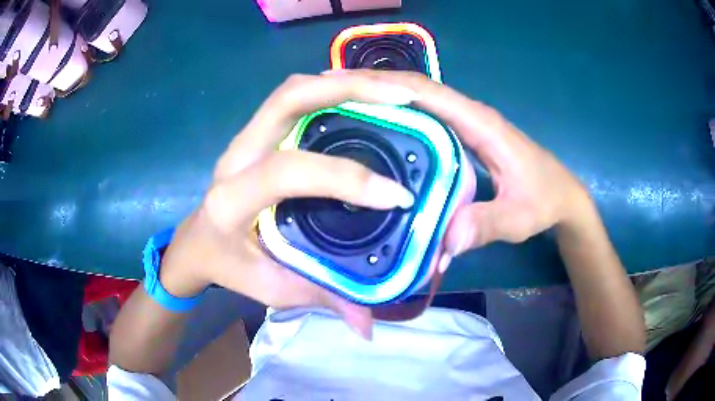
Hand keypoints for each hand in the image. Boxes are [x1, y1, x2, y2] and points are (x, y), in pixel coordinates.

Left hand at [158, 73, 419, 338]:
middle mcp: (237, 155)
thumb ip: (321, 298)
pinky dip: (333, 91)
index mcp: (232, 198)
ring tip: (391, 92)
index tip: (396, 196)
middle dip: (349, 89)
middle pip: (288, 98)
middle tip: (402, 97)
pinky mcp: (259, 133)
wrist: (195, 243)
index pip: (286, 172)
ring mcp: (247, 136)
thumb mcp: (270, 288)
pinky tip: (365, 100)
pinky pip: (297, 99)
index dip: (345, 179)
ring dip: (343, 83)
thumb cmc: (227, 266)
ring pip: (293, 90)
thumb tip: (369, 325)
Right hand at [333, 70, 592, 253]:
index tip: (343, 84)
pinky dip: (397, 117)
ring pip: (417, 102)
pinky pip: (424, 120)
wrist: (561, 195)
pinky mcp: (463, 138)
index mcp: (479, 123)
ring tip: (340, 108)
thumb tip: (444, 242)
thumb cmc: (544, 199)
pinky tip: (375, 130)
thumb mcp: (519, 217)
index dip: (386, 84)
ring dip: (381, 98)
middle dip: (372, 86)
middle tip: (327, 94)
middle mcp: (468, 116)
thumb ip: (486, 224)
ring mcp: (465, 125)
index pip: (427, 92)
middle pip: (414, 90)